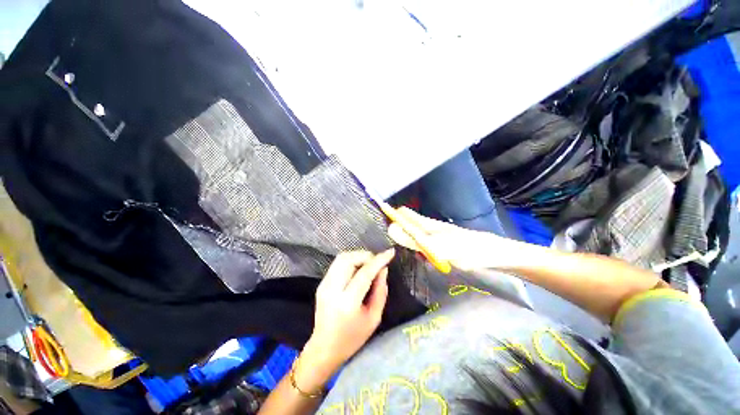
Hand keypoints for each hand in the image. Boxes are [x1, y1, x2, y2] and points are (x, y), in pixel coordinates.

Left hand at [302, 249, 393, 374]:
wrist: (324, 348)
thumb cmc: (353, 338)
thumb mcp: (374, 318)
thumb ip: (381, 292)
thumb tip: (383, 269)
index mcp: (347, 303)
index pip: (364, 273)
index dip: (378, 260)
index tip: (390, 252)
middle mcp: (333, 290)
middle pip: (349, 259)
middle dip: (366, 256)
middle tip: (377, 262)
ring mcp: (324, 285)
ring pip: (341, 258)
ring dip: (358, 256)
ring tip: (368, 264)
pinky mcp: (322, 283)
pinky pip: (337, 263)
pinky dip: (350, 261)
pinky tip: (358, 269)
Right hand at [387, 207, 507, 270]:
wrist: (492, 255)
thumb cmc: (467, 249)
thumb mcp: (439, 246)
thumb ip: (415, 239)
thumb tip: (391, 228)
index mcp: (426, 224)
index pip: (402, 214)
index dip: (389, 214)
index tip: (375, 222)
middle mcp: (428, 228)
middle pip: (406, 224)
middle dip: (394, 229)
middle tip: (381, 243)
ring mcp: (434, 237)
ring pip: (412, 235)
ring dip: (403, 240)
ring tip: (392, 250)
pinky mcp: (439, 245)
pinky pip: (421, 245)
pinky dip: (415, 249)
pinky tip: (414, 257)